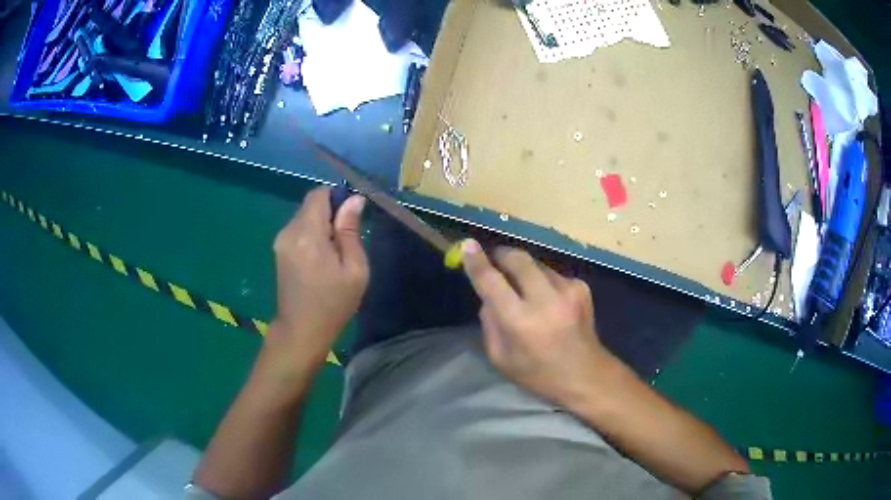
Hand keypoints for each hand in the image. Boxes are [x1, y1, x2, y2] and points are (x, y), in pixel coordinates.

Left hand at [267, 187, 368, 369]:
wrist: (301, 331)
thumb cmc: (333, 303)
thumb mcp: (354, 269)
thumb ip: (350, 231)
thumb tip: (354, 199)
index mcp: (307, 234)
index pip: (319, 194)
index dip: (337, 197)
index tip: (352, 216)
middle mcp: (289, 231)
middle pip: (311, 204)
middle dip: (331, 213)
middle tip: (347, 239)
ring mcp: (280, 241)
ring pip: (305, 217)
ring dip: (322, 225)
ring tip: (335, 253)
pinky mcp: (279, 250)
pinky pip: (298, 230)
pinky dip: (312, 235)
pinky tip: (321, 259)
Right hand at [461, 240, 611, 404]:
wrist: (587, 375)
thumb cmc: (538, 374)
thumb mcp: (501, 358)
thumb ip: (490, 323)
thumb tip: (488, 294)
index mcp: (521, 322)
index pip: (492, 282)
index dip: (476, 261)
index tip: (467, 244)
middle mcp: (546, 300)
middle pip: (517, 259)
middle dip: (501, 255)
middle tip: (494, 262)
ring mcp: (568, 290)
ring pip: (535, 264)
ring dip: (523, 270)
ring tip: (524, 291)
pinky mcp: (581, 287)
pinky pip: (552, 273)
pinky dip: (542, 281)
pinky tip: (548, 300)